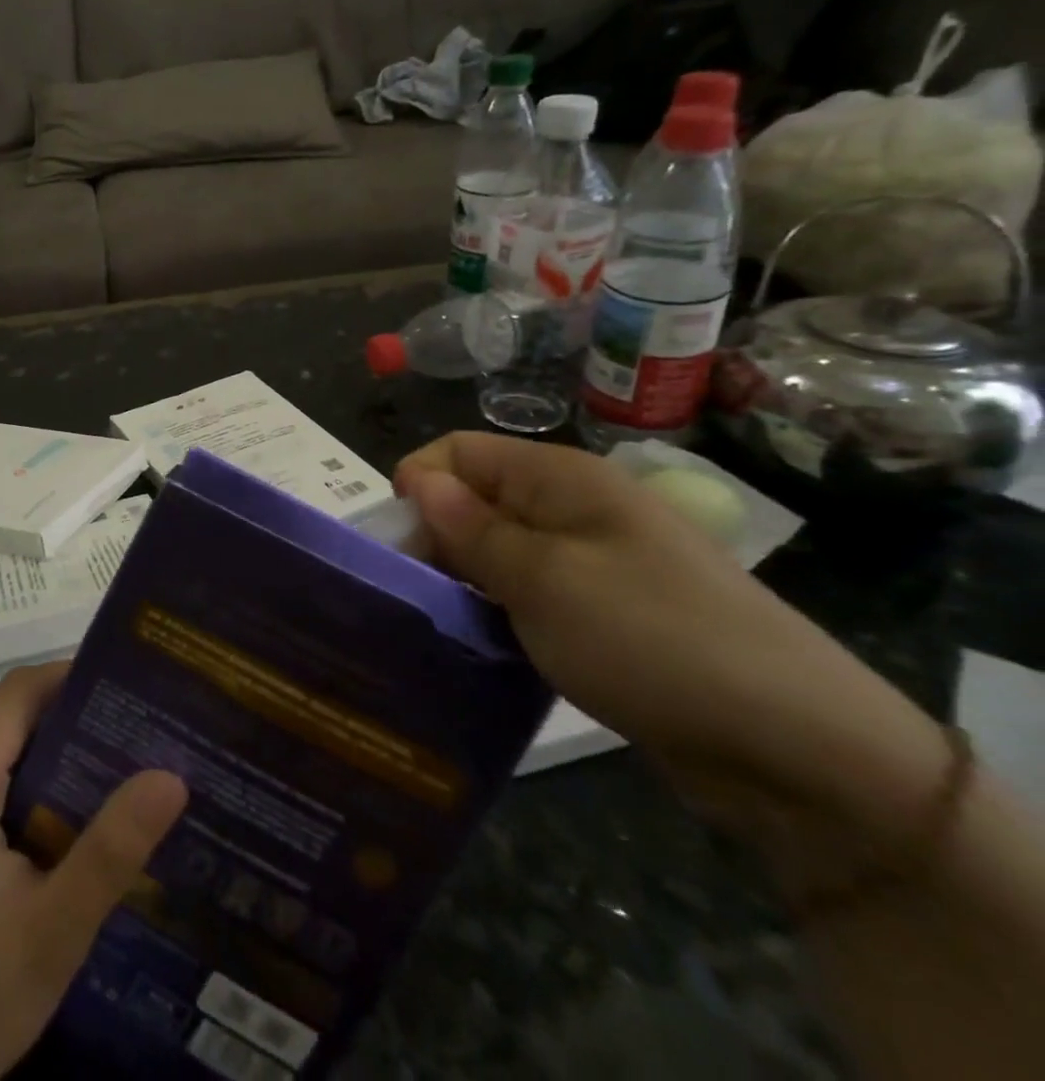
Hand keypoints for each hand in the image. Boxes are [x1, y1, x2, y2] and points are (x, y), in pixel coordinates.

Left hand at [0, 662, 187, 1080]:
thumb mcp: (53, 933)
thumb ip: (111, 849)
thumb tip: (171, 775)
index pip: (19, 692)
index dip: (73, 679)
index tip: (129, 692)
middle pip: (6, 717)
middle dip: (70, 723)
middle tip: (134, 744)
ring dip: (45, 755)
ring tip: (109, 780)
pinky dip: (15, 781)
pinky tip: (56, 820)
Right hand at [394, 433, 952, 886]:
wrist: (797, 747)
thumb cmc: (652, 640)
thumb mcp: (544, 580)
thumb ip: (471, 528)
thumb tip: (417, 479)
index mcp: (561, 478)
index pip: (459, 451)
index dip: (419, 484)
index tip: (400, 546)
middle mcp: (574, 506)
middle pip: (475, 497)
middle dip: (436, 537)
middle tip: (418, 596)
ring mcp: (592, 558)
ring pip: (498, 548)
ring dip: (465, 579)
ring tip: (447, 624)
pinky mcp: (604, 608)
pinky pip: (528, 590)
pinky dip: (500, 609)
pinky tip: (489, 643)